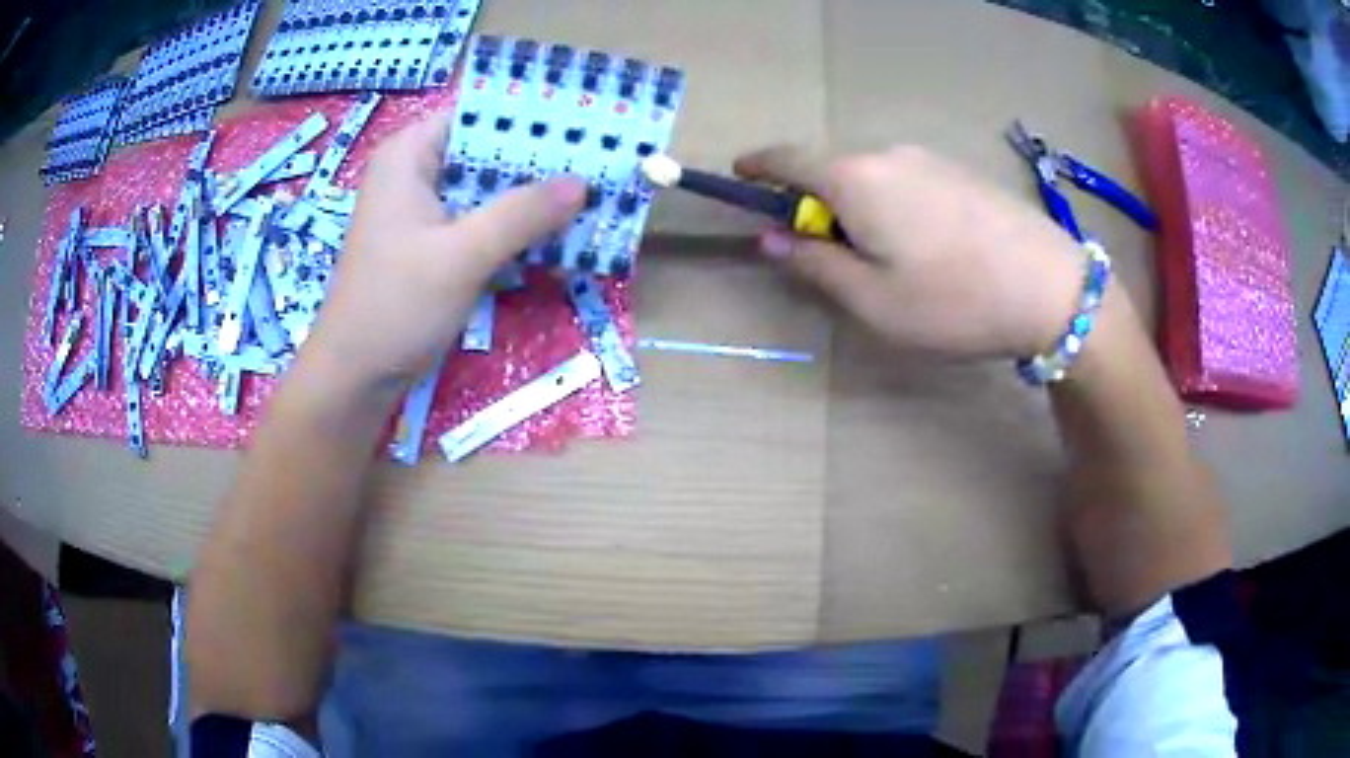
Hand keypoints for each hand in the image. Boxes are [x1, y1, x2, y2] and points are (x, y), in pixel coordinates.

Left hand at [304, 112, 586, 391]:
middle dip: (539, 160)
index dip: (528, 115)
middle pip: (486, 151)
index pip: (476, 113)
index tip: (583, 121)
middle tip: (601, 160)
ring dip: (532, 198)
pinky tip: (557, 235)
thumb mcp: (461, 255)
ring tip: (592, 194)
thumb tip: (583, 183)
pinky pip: (482, 222)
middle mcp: (416, 173)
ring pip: (488, 189)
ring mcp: (424, 211)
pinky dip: (515, 228)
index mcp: (410, 156)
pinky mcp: (434, 245)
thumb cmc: (395, 306)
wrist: (356, 377)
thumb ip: (522, 214)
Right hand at [734, 145, 1088, 358]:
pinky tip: (927, 248)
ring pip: (873, 176)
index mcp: (855, 179)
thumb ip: (814, 264)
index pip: (787, 159)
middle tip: (829, 256)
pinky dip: (895, 205)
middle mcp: (888, 155)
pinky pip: (908, 181)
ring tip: (888, 261)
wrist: (1052, 287)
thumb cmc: (953, 300)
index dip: (757, 166)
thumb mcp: (872, 300)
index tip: (739, 176)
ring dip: (859, 207)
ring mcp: (930, 159)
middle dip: (816, 203)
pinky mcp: (962, 171)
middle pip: (832, 168)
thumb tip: (770, 238)